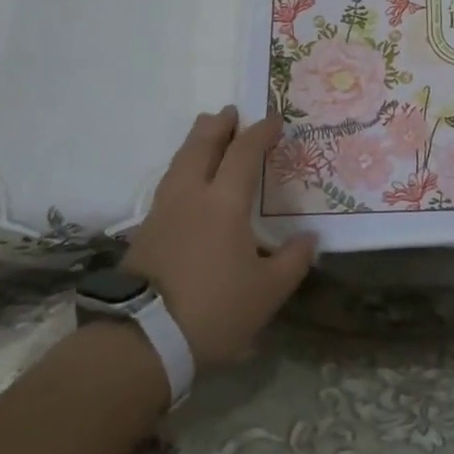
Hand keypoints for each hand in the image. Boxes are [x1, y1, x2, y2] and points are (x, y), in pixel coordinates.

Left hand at [119, 107, 316, 368]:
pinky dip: (183, 168)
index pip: (243, 153)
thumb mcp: (268, 291)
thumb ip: (293, 260)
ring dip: (196, 142)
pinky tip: (188, 181)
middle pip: (201, 146)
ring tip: (206, 133)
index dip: (260, 133)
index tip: (274, 120)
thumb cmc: (214, 309)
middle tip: (231, 112)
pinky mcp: (145, 232)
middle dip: (218, 126)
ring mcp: (163, 212)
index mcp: (223, 202)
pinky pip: (169, 183)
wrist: (143, 341)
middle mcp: (191, 196)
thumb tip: (310, 239)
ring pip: (179, 162)